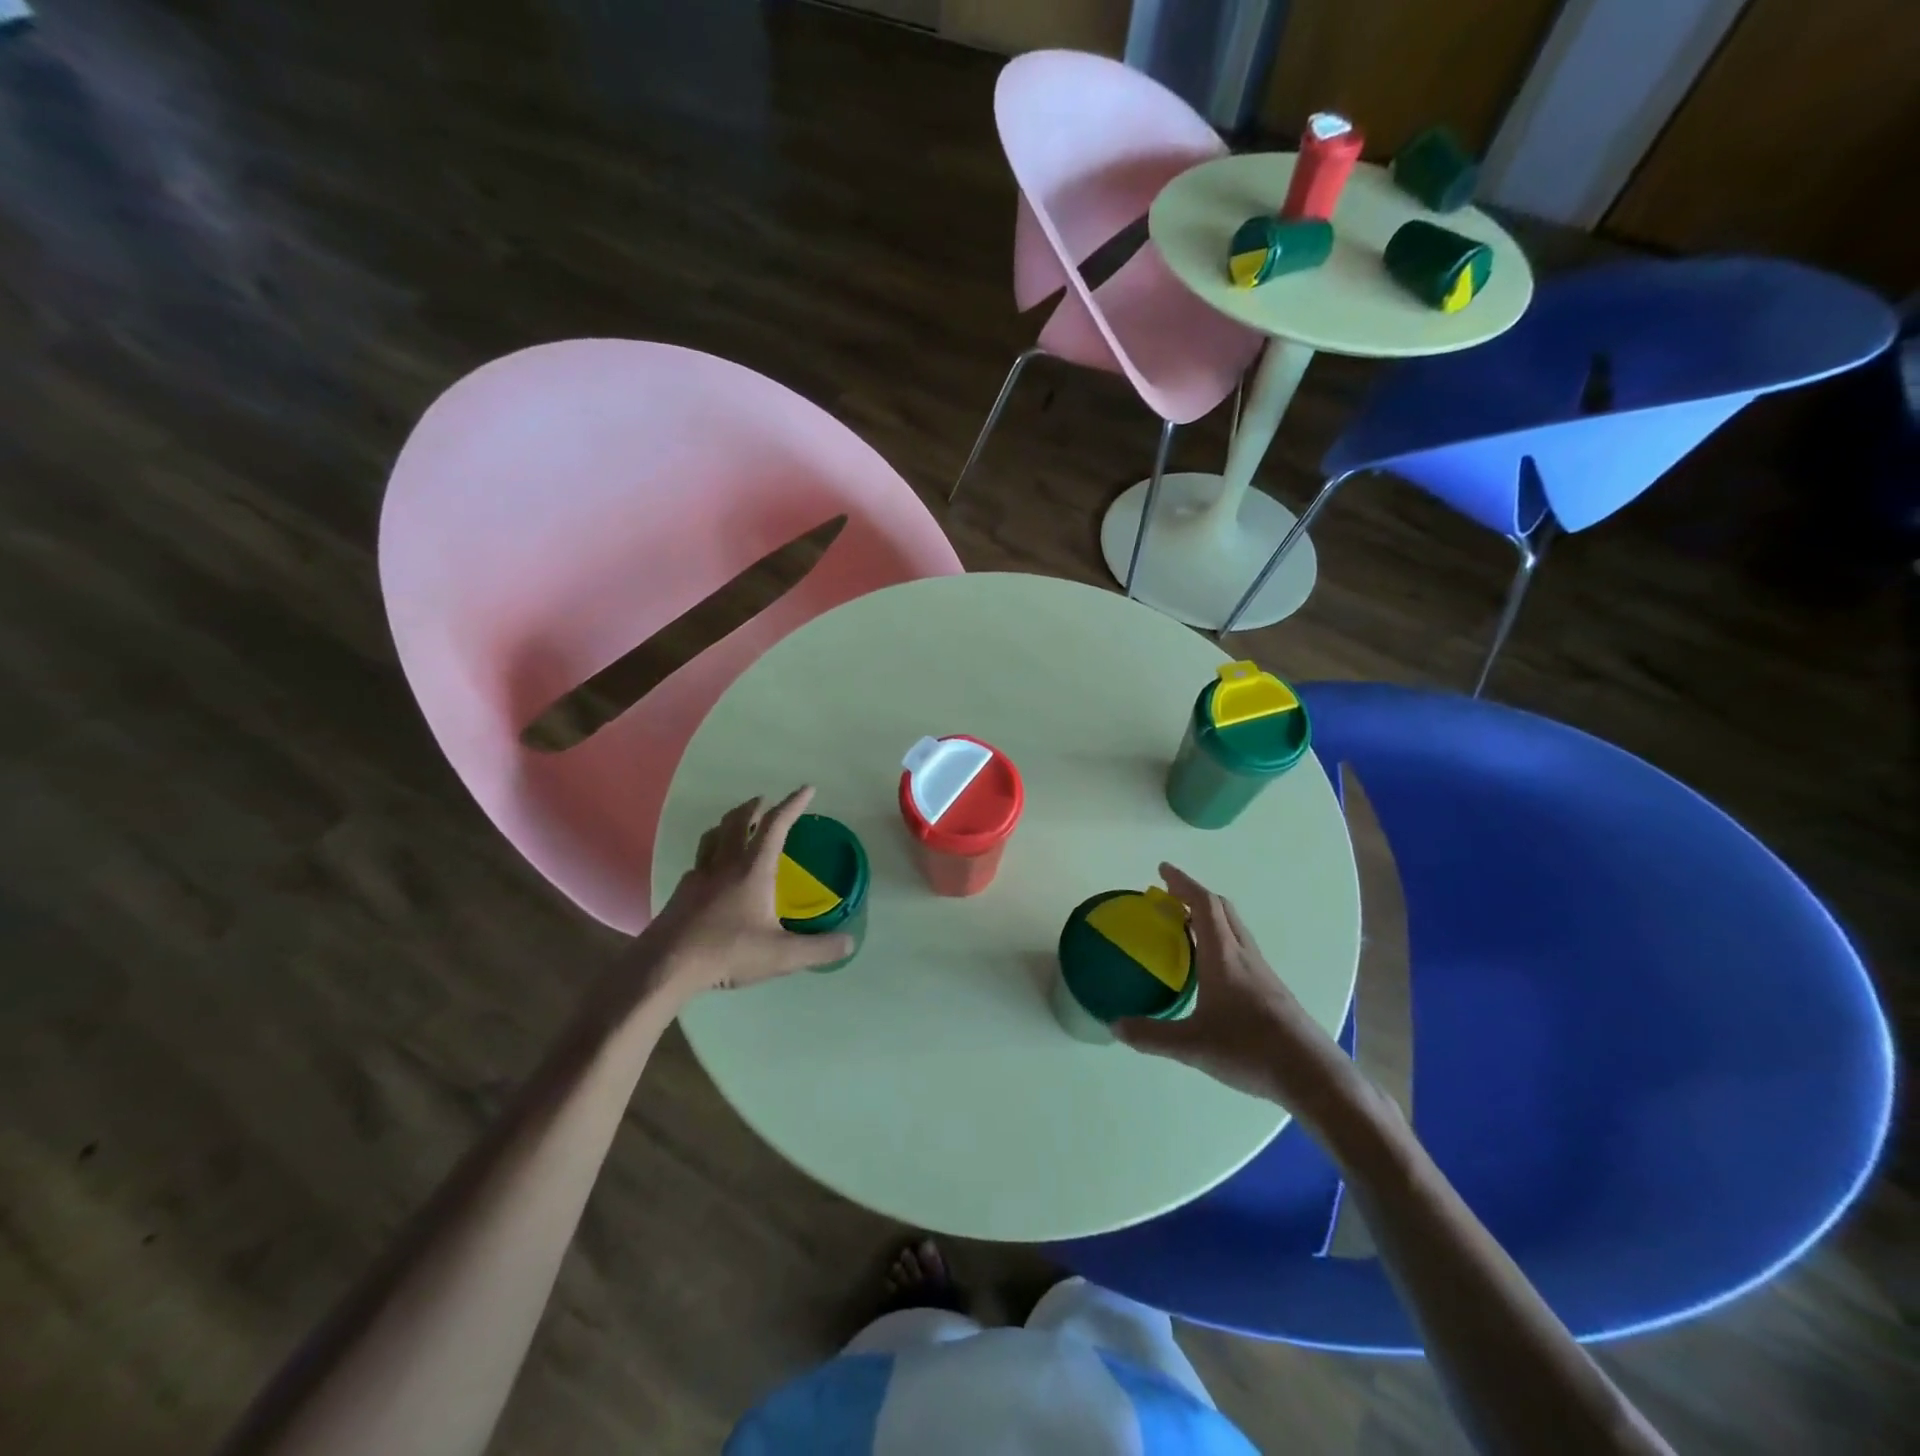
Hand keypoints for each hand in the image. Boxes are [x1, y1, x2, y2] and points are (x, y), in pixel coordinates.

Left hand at [643, 787, 855, 1001]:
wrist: (667, 966)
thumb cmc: (728, 952)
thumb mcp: (782, 956)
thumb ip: (818, 949)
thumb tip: (850, 942)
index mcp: (753, 870)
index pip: (775, 825)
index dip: (792, 805)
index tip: (806, 789)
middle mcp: (725, 864)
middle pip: (737, 820)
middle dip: (755, 806)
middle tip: (765, 801)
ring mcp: (699, 876)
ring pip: (712, 835)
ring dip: (728, 823)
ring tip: (736, 824)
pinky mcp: (681, 892)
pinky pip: (698, 860)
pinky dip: (710, 852)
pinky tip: (712, 869)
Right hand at [1115, 863, 1362, 1121]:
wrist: (1311, 1074)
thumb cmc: (1250, 1049)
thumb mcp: (1193, 1045)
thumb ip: (1151, 1035)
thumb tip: (1114, 1025)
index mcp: (1223, 957)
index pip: (1204, 905)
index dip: (1183, 883)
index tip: (1163, 870)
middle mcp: (1244, 956)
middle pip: (1222, 910)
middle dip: (1195, 896)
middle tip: (1169, 897)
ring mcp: (1262, 972)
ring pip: (1234, 930)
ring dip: (1210, 918)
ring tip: (1186, 928)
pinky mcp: (1272, 990)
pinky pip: (1241, 950)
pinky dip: (1221, 942)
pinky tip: (1211, 969)